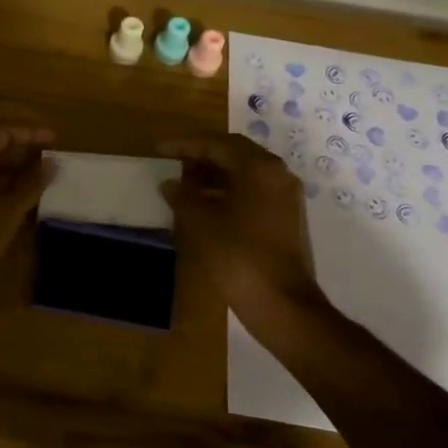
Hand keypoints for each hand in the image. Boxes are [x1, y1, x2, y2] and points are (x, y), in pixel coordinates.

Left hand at [0, 118, 55, 300]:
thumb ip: (31, 183)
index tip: (54, 140)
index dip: (30, 134)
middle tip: (47, 163)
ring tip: (35, 182)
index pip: (1, 131)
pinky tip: (11, 200)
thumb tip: (51, 163)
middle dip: (19, 153)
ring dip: (6, 171)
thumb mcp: (8, 211)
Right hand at [160, 134, 327, 339]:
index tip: (159, 150)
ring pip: (246, 172)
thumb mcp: (201, 223)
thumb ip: (183, 196)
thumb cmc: (238, 257)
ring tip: (186, 186)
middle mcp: (278, 174)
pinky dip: (230, 191)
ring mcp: (286, 197)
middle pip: (235, 153)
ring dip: (215, 174)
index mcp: (259, 168)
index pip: (217, 143)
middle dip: (202, 156)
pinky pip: (255, 191)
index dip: (185, 145)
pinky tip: (208, 207)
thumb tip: (171, 183)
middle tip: (174, 165)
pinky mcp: (288, 218)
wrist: (282, 304)